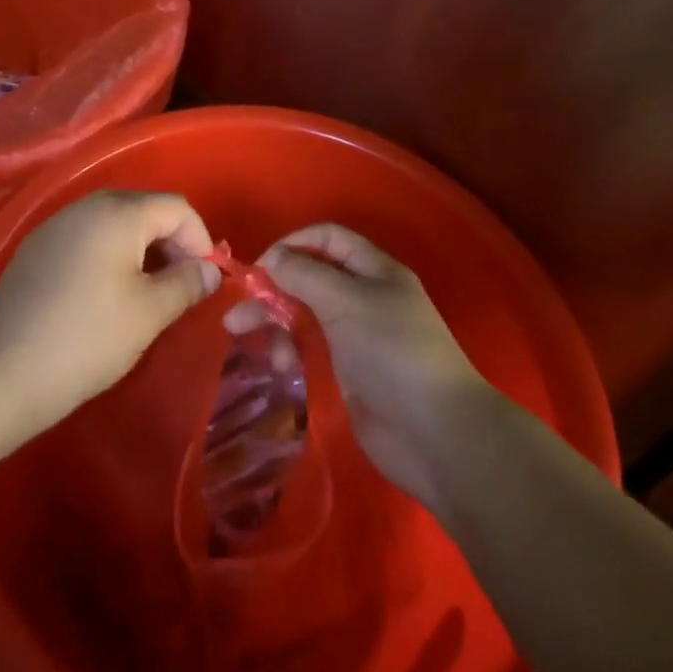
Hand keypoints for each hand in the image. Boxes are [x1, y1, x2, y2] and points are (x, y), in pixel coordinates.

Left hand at [0, 190, 219, 433]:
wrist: (4, 372)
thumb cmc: (88, 338)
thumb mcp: (149, 313)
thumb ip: (187, 283)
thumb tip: (210, 270)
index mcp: (119, 212)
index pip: (176, 207)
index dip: (200, 239)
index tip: (205, 278)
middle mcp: (87, 205)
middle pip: (145, 208)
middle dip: (171, 241)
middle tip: (179, 284)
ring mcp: (57, 224)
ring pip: (114, 221)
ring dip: (140, 248)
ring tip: (147, 290)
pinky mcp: (36, 246)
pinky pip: (86, 236)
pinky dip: (108, 253)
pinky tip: (105, 293)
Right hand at [226, 224, 487, 509]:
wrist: (434, 433)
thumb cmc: (393, 352)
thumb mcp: (347, 301)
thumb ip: (305, 275)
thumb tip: (271, 259)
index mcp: (374, 270)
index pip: (328, 239)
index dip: (293, 243)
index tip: (260, 265)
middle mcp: (365, 296)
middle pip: (310, 276)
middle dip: (273, 287)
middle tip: (238, 306)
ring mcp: (357, 334)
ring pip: (305, 312)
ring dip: (273, 319)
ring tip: (239, 335)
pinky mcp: (349, 370)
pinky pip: (310, 346)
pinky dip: (288, 348)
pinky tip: (274, 364)